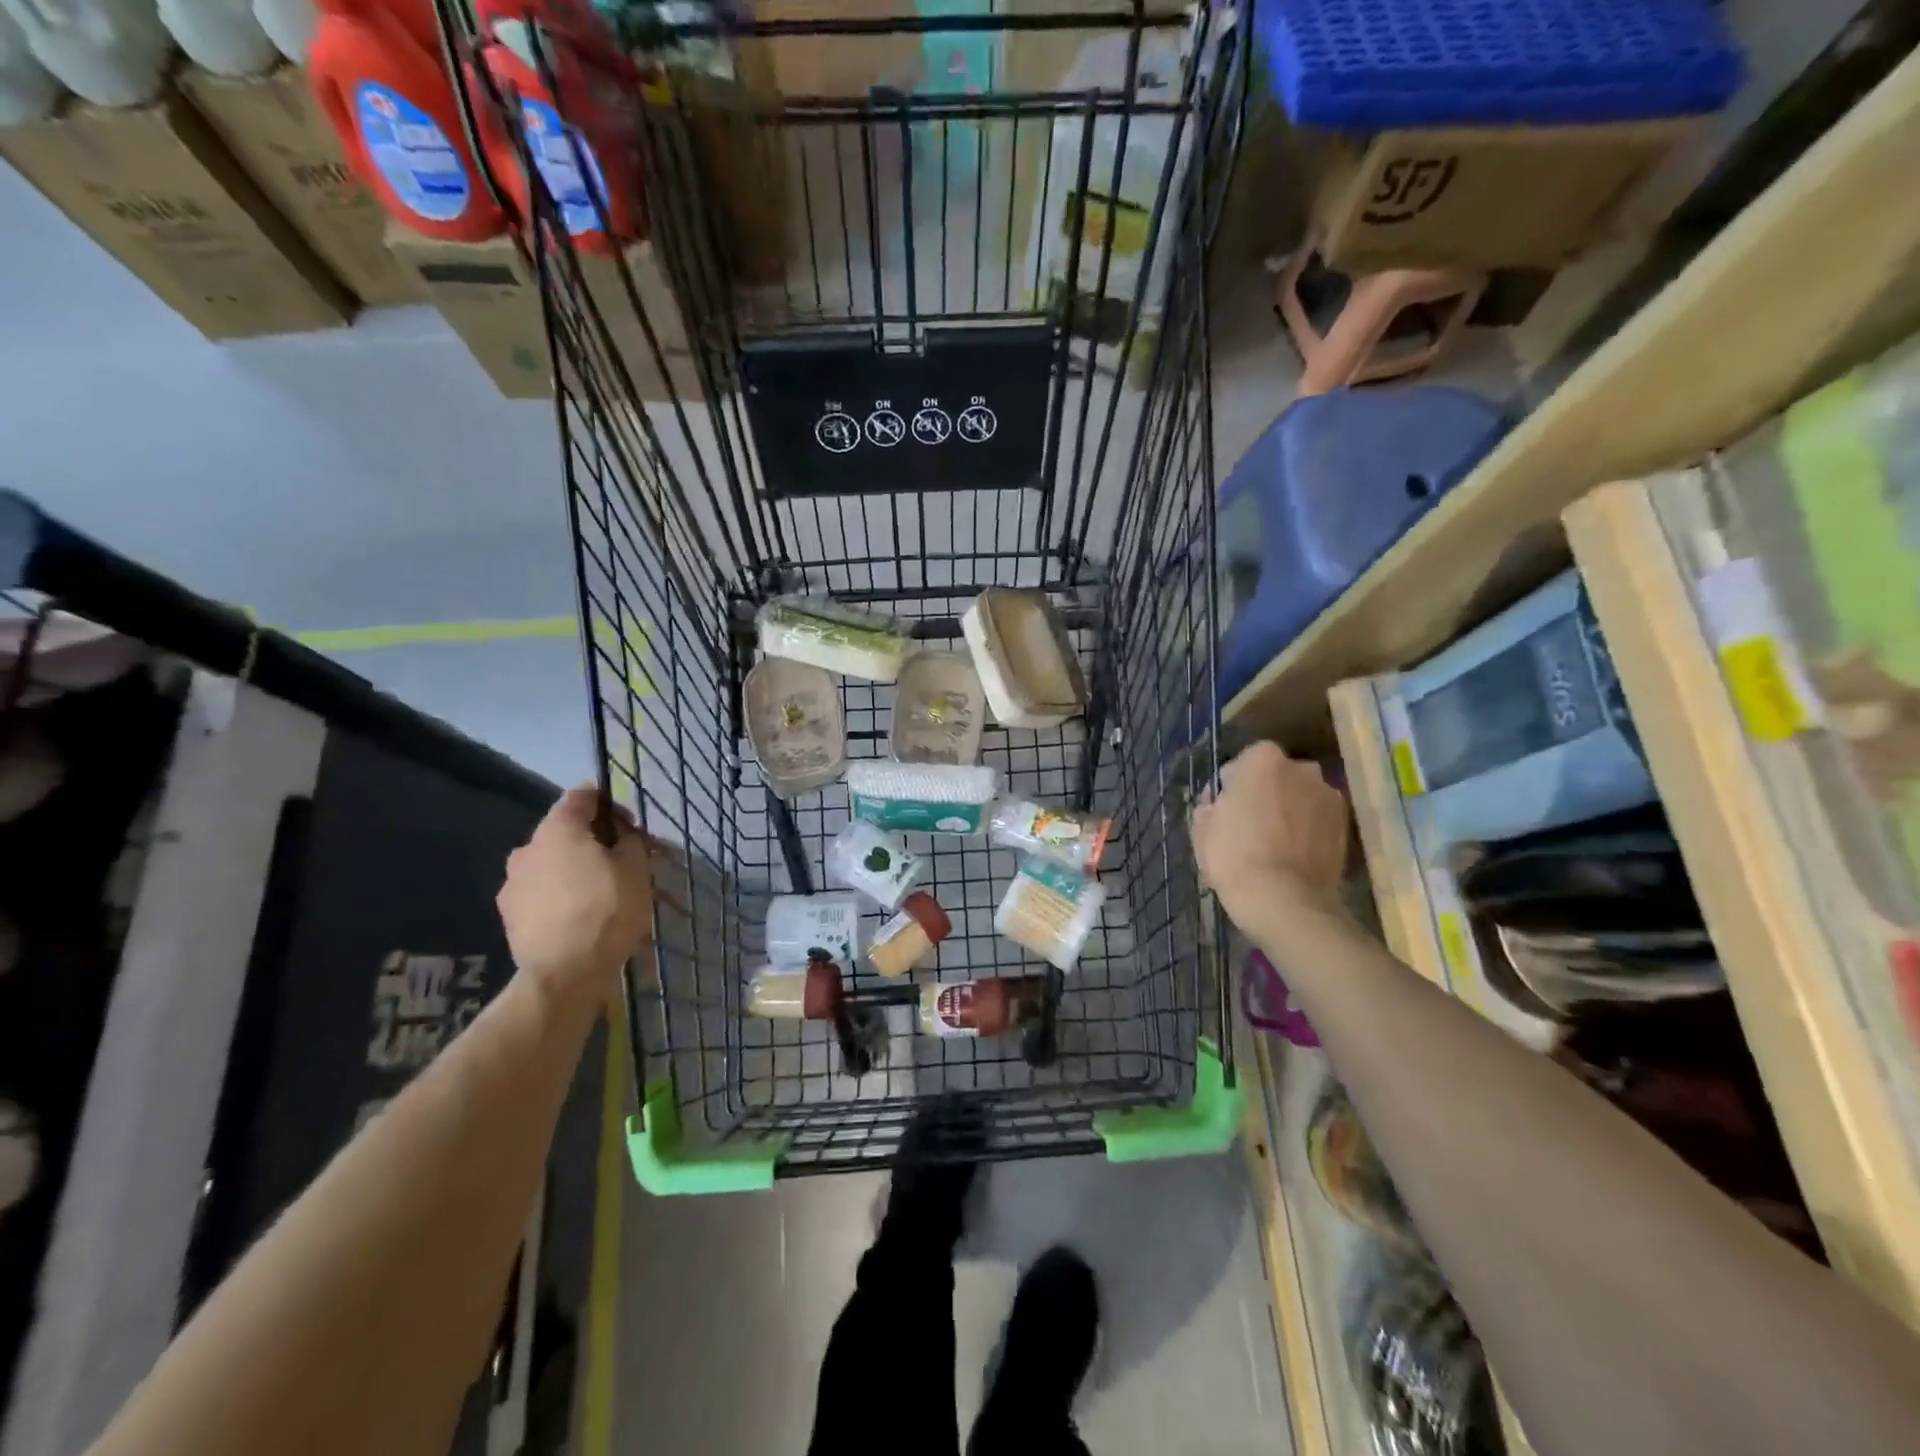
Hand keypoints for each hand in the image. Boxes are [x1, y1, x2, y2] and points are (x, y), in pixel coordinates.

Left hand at [497, 786, 653, 1001]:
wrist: (565, 973)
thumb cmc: (607, 910)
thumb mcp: (636, 867)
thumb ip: (629, 840)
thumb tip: (620, 835)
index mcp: (558, 829)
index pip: (582, 795)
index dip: (610, 803)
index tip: (631, 827)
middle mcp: (527, 848)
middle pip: (565, 830)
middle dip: (595, 841)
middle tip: (624, 862)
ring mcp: (512, 882)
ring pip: (552, 863)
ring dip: (577, 869)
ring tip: (603, 893)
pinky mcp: (509, 914)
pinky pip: (542, 891)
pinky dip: (562, 894)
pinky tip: (582, 915)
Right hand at [1191, 741, 1348, 934]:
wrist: (1284, 900)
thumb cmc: (1234, 856)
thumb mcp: (1202, 827)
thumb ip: (1211, 803)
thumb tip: (1220, 803)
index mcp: (1262, 759)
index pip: (1241, 764)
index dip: (1232, 788)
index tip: (1226, 810)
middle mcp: (1302, 768)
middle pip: (1277, 777)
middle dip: (1266, 793)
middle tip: (1251, 824)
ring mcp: (1329, 796)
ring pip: (1300, 797)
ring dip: (1290, 810)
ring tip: (1276, 843)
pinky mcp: (1346, 826)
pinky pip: (1318, 820)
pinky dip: (1308, 830)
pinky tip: (1294, 855)